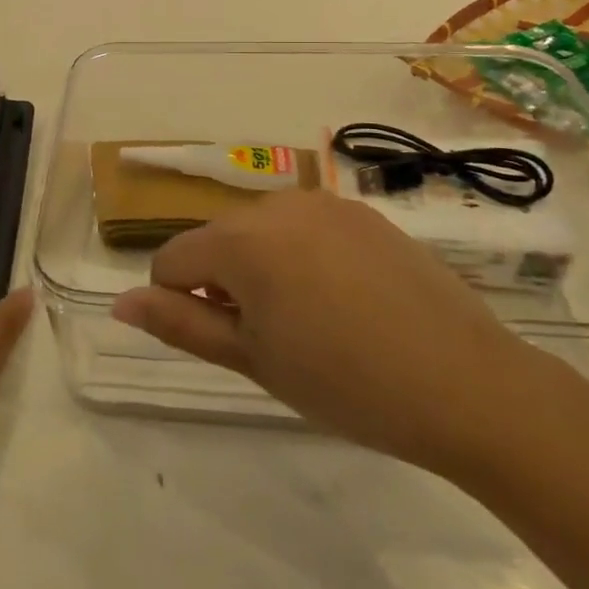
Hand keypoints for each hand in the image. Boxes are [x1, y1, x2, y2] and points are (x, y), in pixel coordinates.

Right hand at [112, 189, 551, 477]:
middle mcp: (275, 204)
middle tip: (272, 340)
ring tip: (312, 321)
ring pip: (261, 233)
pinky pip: (307, 229)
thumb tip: (120, 303)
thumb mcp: (252, 360)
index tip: (222, 341)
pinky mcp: (364, 213)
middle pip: (218, 241)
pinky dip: (305, 257)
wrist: (468, 385)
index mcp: (240, 239)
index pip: (172, 260)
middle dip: (225, 283)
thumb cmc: (345, 383)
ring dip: (264, 268)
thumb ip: (178, 324)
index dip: (180, 303)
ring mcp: (325, 203)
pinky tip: (347, 302)